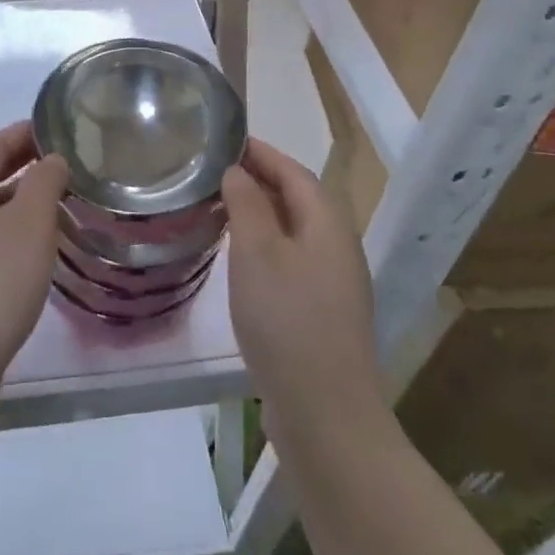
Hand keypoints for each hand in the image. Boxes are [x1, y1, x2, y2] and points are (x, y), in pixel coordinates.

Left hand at [0, 122, 66, 406]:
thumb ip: (44, 182)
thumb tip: (51, 158)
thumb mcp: (30, 223)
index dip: (23, 133)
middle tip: (62, 163)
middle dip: (22, 166)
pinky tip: (32, 254)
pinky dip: (10, 234)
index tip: (54, 128)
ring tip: (56, 206)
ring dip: (18, 202)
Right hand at [222, 139, 381, 438]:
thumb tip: (238, 171)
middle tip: (216, 173)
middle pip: (299, 198)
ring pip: (296, 230)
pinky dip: (268, 246)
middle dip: (261, 180)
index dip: (261, 152)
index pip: (294, 171)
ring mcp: (336, 282)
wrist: (326, 414)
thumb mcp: (257, 253)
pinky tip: (243, 261)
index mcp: (328, 223)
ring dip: (262, 214)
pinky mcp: (325, 312)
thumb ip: (247, 204)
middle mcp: (339, 245)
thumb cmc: (287, 320)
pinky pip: (294, 259)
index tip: (227, 140)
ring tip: (222, 210)